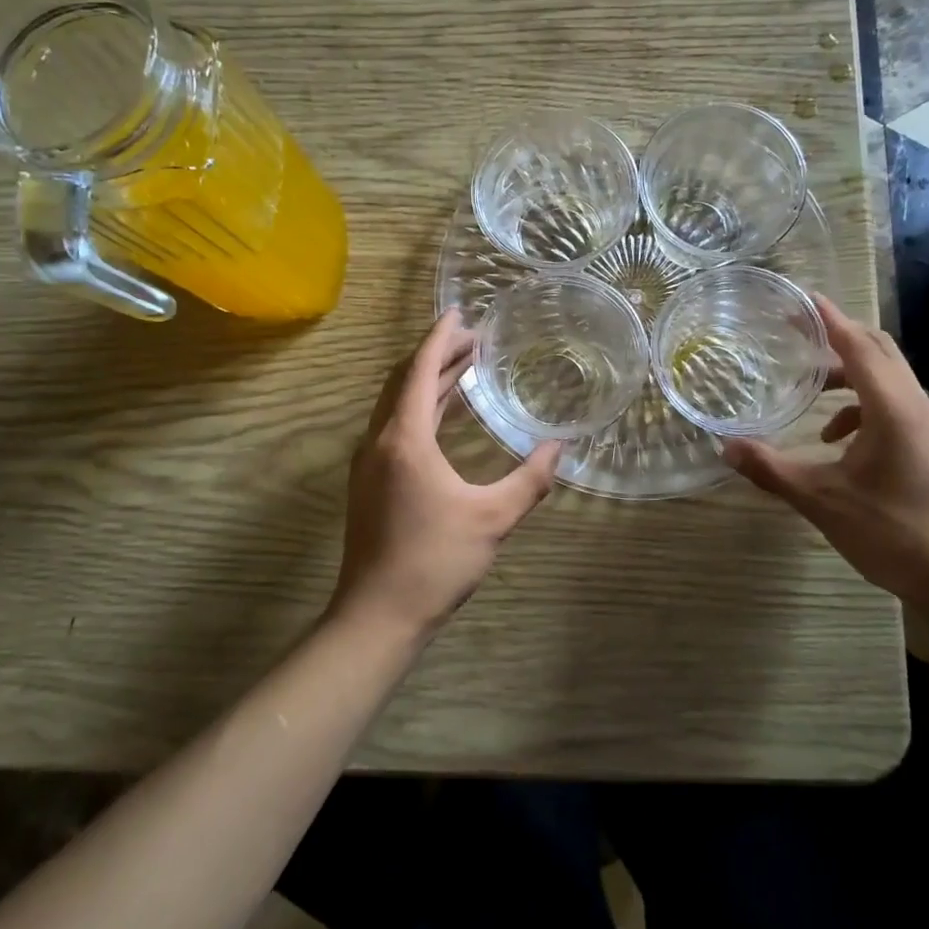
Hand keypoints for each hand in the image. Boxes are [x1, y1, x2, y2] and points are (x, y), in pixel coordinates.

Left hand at [331, 309, 563, 641]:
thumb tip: (560, 446)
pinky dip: (420, 407)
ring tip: (464, 366)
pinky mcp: (369, 481)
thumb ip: (530, 479)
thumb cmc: (435, 562)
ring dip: (428, 380)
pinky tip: (443, 415)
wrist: (377, 615)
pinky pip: (394, 425)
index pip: (421, 371)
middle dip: (437, 354)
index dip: (441, 338)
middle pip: (405, 380)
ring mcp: (369, 462)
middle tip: (474, 338)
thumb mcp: (493, 518)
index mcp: (404, 439)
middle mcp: (379, 441)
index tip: (460, 313)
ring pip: (397, 404)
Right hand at [719, 295, 928, 610]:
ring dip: (847, 370)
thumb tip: (724, 447)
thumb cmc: (892, 534)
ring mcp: (925, 425)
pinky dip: (857, 404)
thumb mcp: (821, 501)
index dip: (829, 319)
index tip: (800, 298)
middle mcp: (914, 406)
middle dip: (837, 335)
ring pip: (886, 376)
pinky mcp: (926, 444)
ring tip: (808, 381)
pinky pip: (890, 403)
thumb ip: (771, 470)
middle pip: (878, 350)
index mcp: (892, 409)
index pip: (858, 345)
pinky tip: (831, 436)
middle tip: (797, 331)